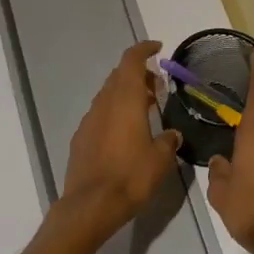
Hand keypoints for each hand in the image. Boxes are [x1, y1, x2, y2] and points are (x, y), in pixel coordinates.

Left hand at [55, 40, 182, 245]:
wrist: (91, 205)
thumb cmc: (130, 177)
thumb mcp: (160, 159)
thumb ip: (168, 141)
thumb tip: (172, 134)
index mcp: (125, 100)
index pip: (131, 61)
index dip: (143, 50)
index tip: (157, 48)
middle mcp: (104, 104)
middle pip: (119, 76)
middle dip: (138, 75)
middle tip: (158, 86)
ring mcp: (89, 120)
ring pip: (108, 96)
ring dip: (126, 94)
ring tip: (146, 109)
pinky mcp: (81, 138)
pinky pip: (100, 115)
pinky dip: (114, 113)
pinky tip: (125, 133)